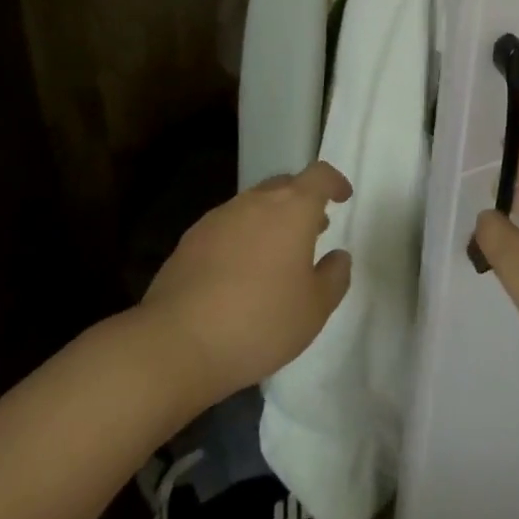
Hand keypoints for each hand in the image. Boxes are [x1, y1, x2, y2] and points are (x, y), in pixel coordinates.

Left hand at [143, 162, 352, 399]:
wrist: (176, 343)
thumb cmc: (259, 322)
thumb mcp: (315, 309)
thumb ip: (334, 277)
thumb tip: (338, 256)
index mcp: (292, 208)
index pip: (320, 175)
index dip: (335, 182)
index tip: (342, 197)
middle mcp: (255, 201)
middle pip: (285, 185)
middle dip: (302, 202)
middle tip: (313, 230)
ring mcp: (219, 217)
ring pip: (254, 205)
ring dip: (270, 220)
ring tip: (276, 256)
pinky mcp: (191, 239)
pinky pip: (227, 227)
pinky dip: (242, 238)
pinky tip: (239, 273)